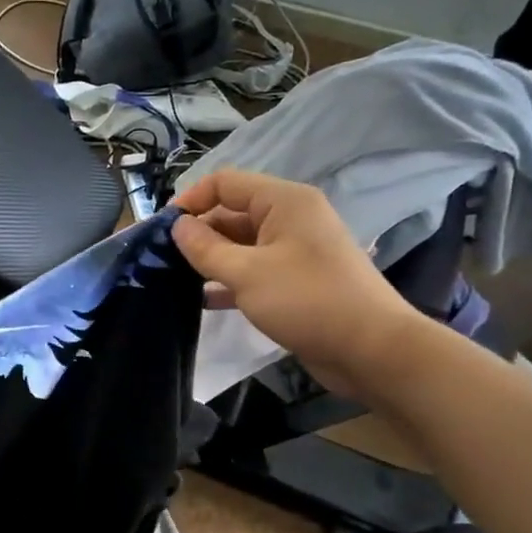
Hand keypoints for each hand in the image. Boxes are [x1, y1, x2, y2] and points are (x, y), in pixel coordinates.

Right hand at [171, 171, 425, 399]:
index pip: (225, 183)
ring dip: (211, 259)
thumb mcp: (246, 273)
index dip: (190, 201)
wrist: (369, 349)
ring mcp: (295, 250)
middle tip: (163, 261)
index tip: (161, 231)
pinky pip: (254, 269)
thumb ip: (205, 248)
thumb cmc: (306, 300)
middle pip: (232, 212)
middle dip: (198, 233)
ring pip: (241, 244)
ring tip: (176, 280)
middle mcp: (290, 218)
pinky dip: (230, 280)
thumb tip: (177, 226)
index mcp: (283, 202)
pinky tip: (204, 300)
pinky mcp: (296, 280)